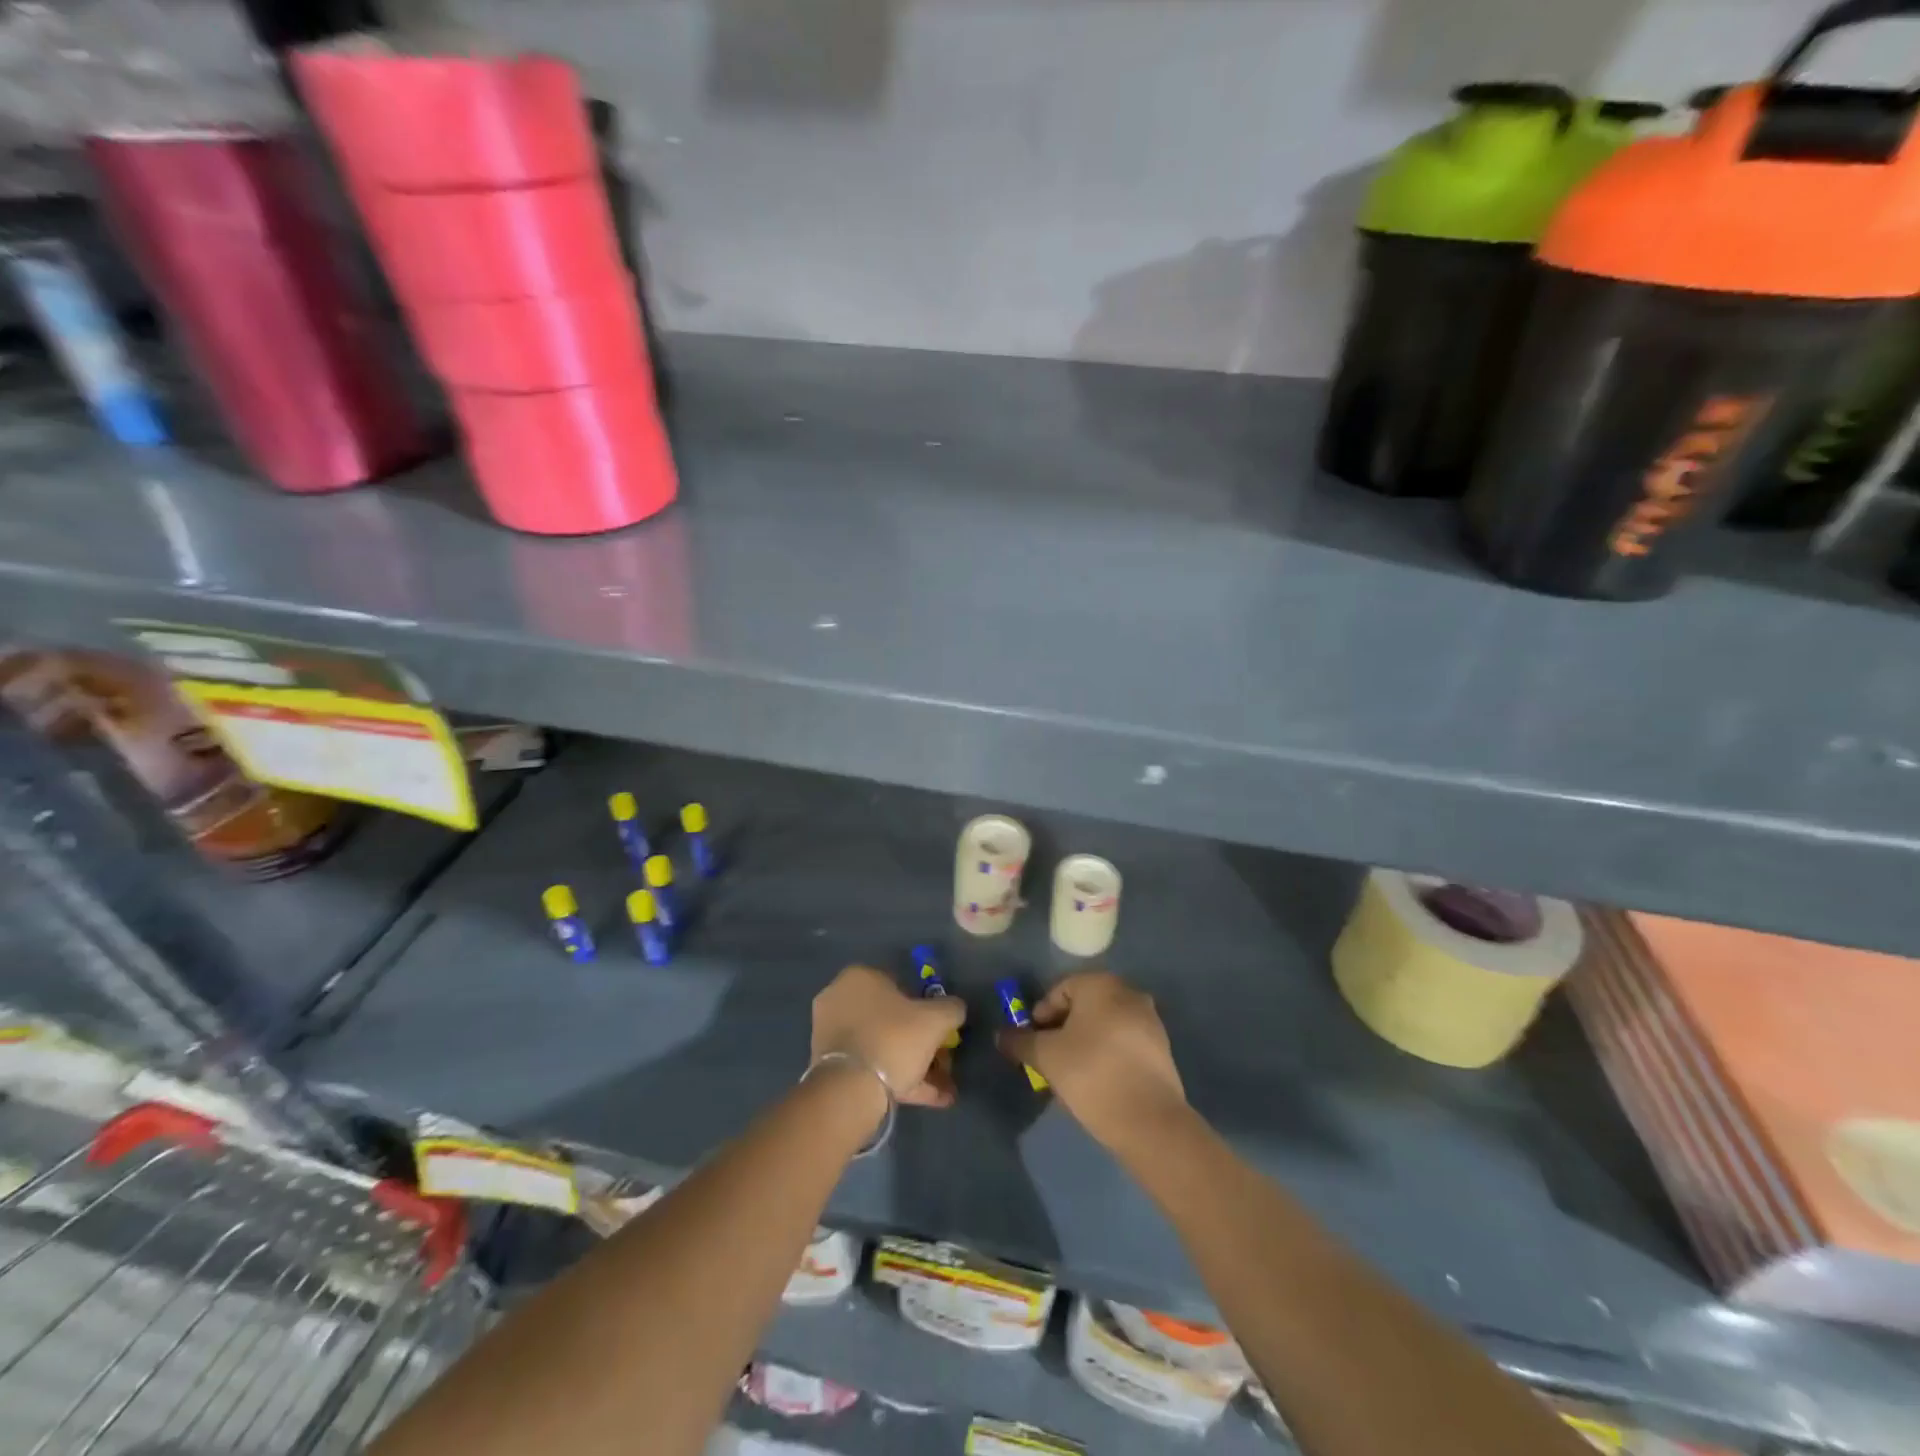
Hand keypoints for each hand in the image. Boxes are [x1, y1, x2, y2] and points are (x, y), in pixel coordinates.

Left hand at [812, 965, 966, 1107]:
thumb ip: (951, 1008)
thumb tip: (955, 1008)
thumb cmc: (893, 1038)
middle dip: (920, 1042)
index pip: (900, 985)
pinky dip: (900, 1079)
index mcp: (859, 977)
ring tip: (944, 1090)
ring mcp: (831, 1035)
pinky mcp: (829, 1067)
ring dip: (915, 1065)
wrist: (850, 1089)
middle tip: (942, 1061)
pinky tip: (931, 1099)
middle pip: (891, 1019)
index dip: (925, 1007)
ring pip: (883, 1046)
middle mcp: (840, 999)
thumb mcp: (935, 1019)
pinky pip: (872, 1067)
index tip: (940, 1029)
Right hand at [996, 972, 1186, 1146]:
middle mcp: (1129, 993)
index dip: (1040, 1015)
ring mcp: (1150, 1022)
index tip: (1031, 1042)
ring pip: (1104, 1026)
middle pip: (1084, 1007)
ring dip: (1083, 1043)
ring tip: (1069, 1074)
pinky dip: (1106, 1055)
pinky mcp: (1161, 1050)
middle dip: (1062, 1030)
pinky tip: (1096, 1082)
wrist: (1149, 1120)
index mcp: (1101, 984)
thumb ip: (1020, 1042)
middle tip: (1047, 1057)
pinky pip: (1123, 1044)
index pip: (1060, 990)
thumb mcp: (1046, 1056)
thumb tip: (1001, 1035)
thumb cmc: (1091, 1073)